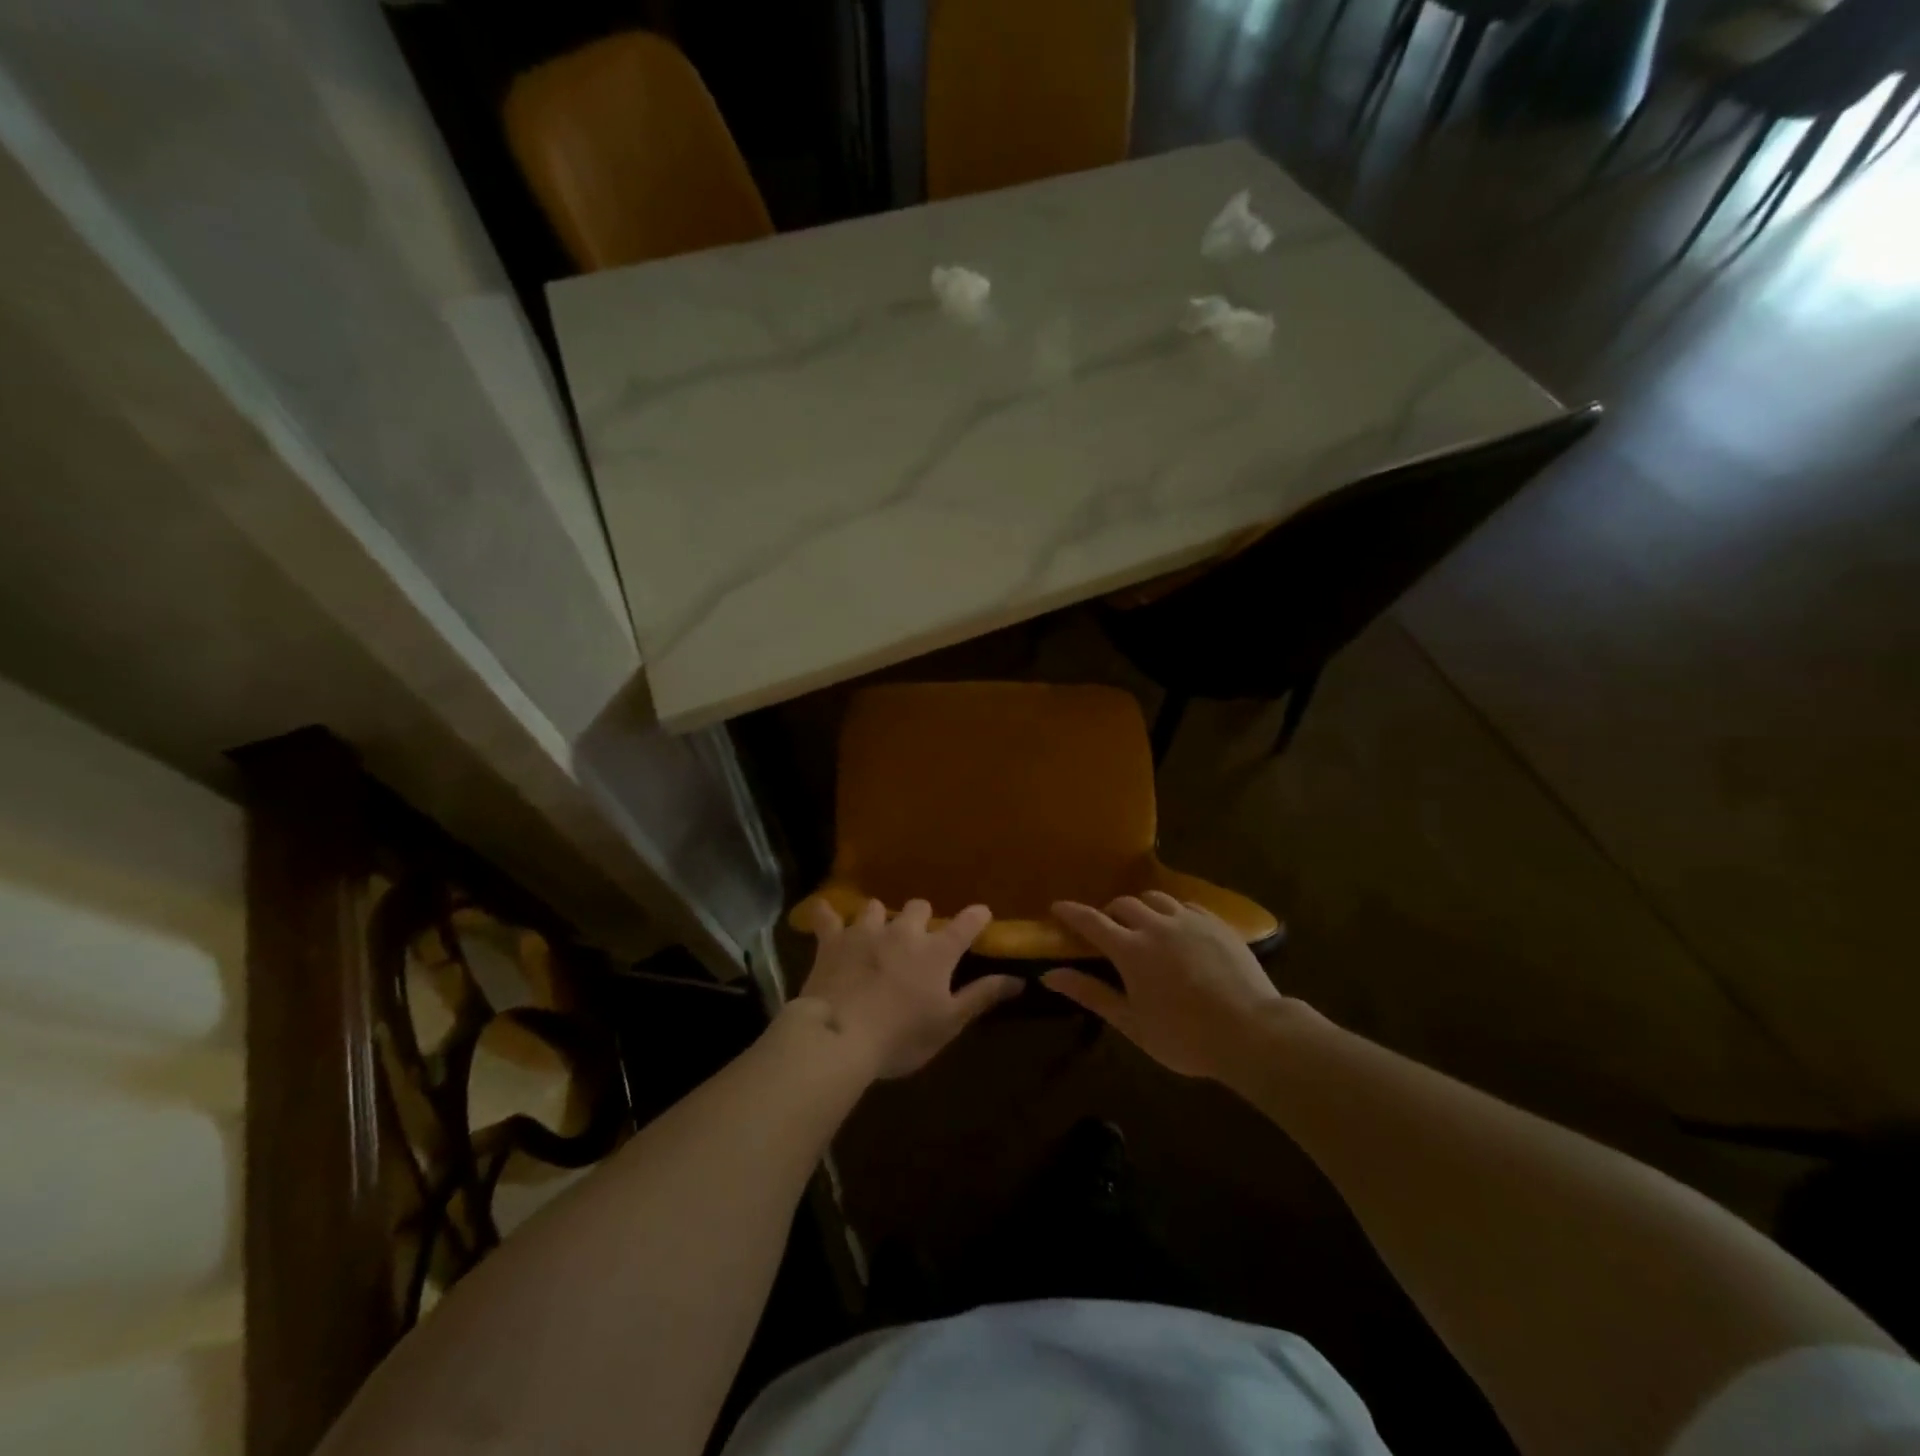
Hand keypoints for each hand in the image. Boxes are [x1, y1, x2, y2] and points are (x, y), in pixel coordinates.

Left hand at [796, 898, 1019, 1078]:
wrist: (840, 1037)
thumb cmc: (901, 1036)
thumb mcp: (948, 1023)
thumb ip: (982, 996)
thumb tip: (1019, 979)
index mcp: (936, 952)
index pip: (966, 924)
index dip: (976, 917)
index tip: (982, 914)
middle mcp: (903, 932)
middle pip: (919, 907)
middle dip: (922, 917)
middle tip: (920, 937)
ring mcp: (865, 932)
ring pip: (876, 907)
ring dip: (880, 917)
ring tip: (877, 932)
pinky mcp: (833, 940)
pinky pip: (828, 916)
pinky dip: (828, 915)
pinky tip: (825, 913)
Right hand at [1044, 892, 1301, 1079]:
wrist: (1252, 1032)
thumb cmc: (1185, 1037)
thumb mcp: (1132, 1024)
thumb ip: (1091, 994)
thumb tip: (1049, 975)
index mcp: (1131, 950)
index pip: (1091, 921)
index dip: (1071, 912)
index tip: (1057, 906)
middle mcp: (1156, 925)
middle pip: (1124, 904)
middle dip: (1110, 912)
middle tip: (1109, 929)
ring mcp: (1189, 920)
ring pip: (1156, 899)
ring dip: (1142, 908)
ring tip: (1145, 925)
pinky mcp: (1216, 923)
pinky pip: (1186, 905)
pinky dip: (1173, 912)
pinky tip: (1179, 929)